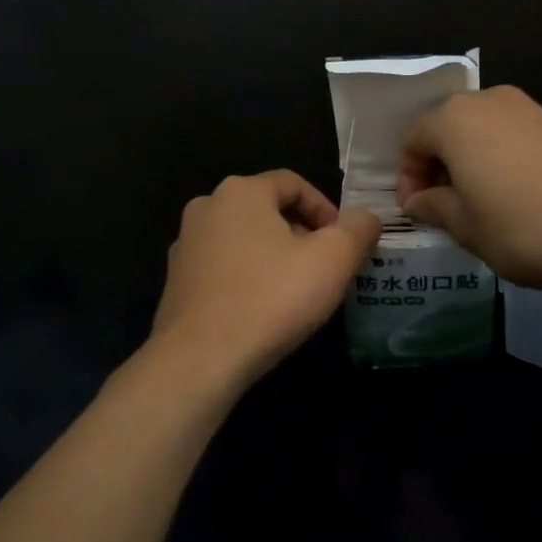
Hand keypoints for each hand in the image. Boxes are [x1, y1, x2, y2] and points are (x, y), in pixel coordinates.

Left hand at [152, 171, 381, 386]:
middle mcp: (207, 207)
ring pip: (244, 240)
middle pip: (267, 210)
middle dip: (301, 234)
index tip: (344, 243)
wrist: (201, 357)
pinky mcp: (176, 281)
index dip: (326, 209)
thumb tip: (365, 219)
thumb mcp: (334, 259)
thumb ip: (358, 229)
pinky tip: (262, 309)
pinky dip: (247, 278)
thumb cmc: (272, 298)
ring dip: (274, 256)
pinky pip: (223, 267)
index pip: (294, 183)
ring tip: (296, 291)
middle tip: (325, 268)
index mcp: (241, 191)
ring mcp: (185, 244)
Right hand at [397, 86, 541, 291]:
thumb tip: (418, 199)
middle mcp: (490, 101)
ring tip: (479, 202)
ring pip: (484, 130)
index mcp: (455, 119)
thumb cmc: (521, 227)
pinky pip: (515, 136)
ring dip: (472, 160)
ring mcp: (530, 108)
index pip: (414, 139)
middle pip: (449, 127)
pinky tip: (516, 194)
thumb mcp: (466, 226)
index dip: (409, 175)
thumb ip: (434, 207)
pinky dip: (503, 158)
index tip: (416, 209)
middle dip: (439, 164)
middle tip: (443, 204)